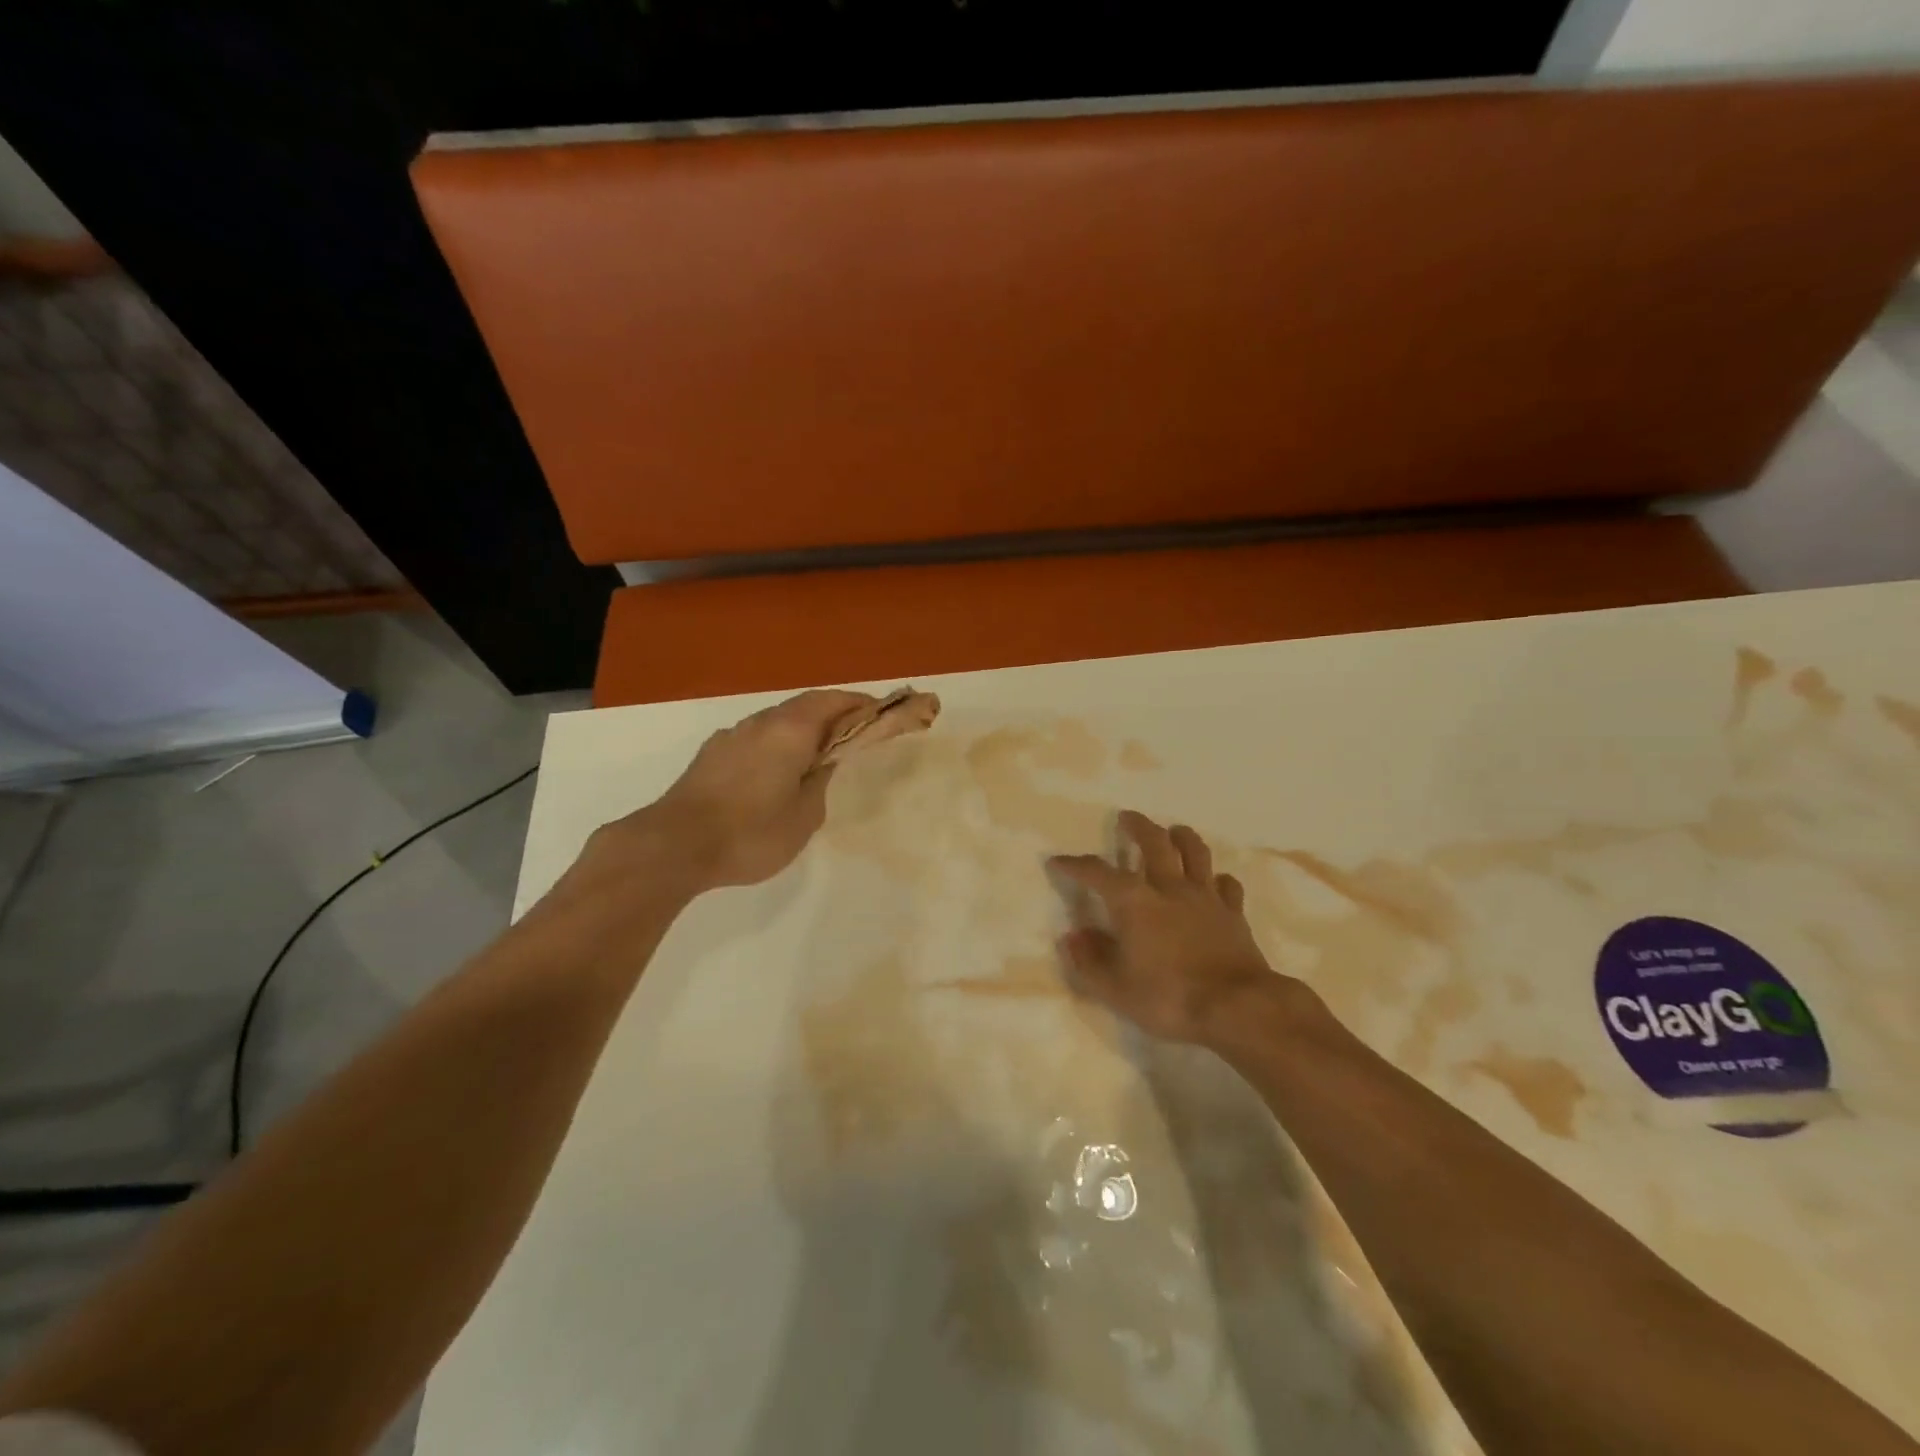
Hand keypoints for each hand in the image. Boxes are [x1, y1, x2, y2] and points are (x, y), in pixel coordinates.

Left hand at [596, 689, 876, 894]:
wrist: (674, 846)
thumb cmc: (750, 834)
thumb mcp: (804, 817)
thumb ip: (819, 783)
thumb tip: (822, 764)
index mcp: (790, 731)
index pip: (831, 701)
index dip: (857, 703)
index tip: (880, 711)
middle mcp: (760, 724)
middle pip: (803, 706)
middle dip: (831, 713)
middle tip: (854, 731)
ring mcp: (731, 737)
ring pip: (776, 720)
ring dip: (802, 727)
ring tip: (818, 752)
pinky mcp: (711, 755)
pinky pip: (755, 737)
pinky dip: (777, 742)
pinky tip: (777, 769)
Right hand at [1049, 811, 1285, 1044]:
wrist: (1237, 1008)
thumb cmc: (1169, 998)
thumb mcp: (1115, 989)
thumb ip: (1090, 961)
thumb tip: (1072, 937)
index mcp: (1134, 903)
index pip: (1098, 873)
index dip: (1076, 864)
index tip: (1059, 861)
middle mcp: (1169, 889)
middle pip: (1155, 843)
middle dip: (1138, 827)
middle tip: (1127, 817)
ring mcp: (1205, 898)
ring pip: (1195, 853)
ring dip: (1182, 837)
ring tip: (1174, 831)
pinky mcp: (1234, 914)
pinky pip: (1227, 885)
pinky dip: (1217, 879)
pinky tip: (1214, 881)